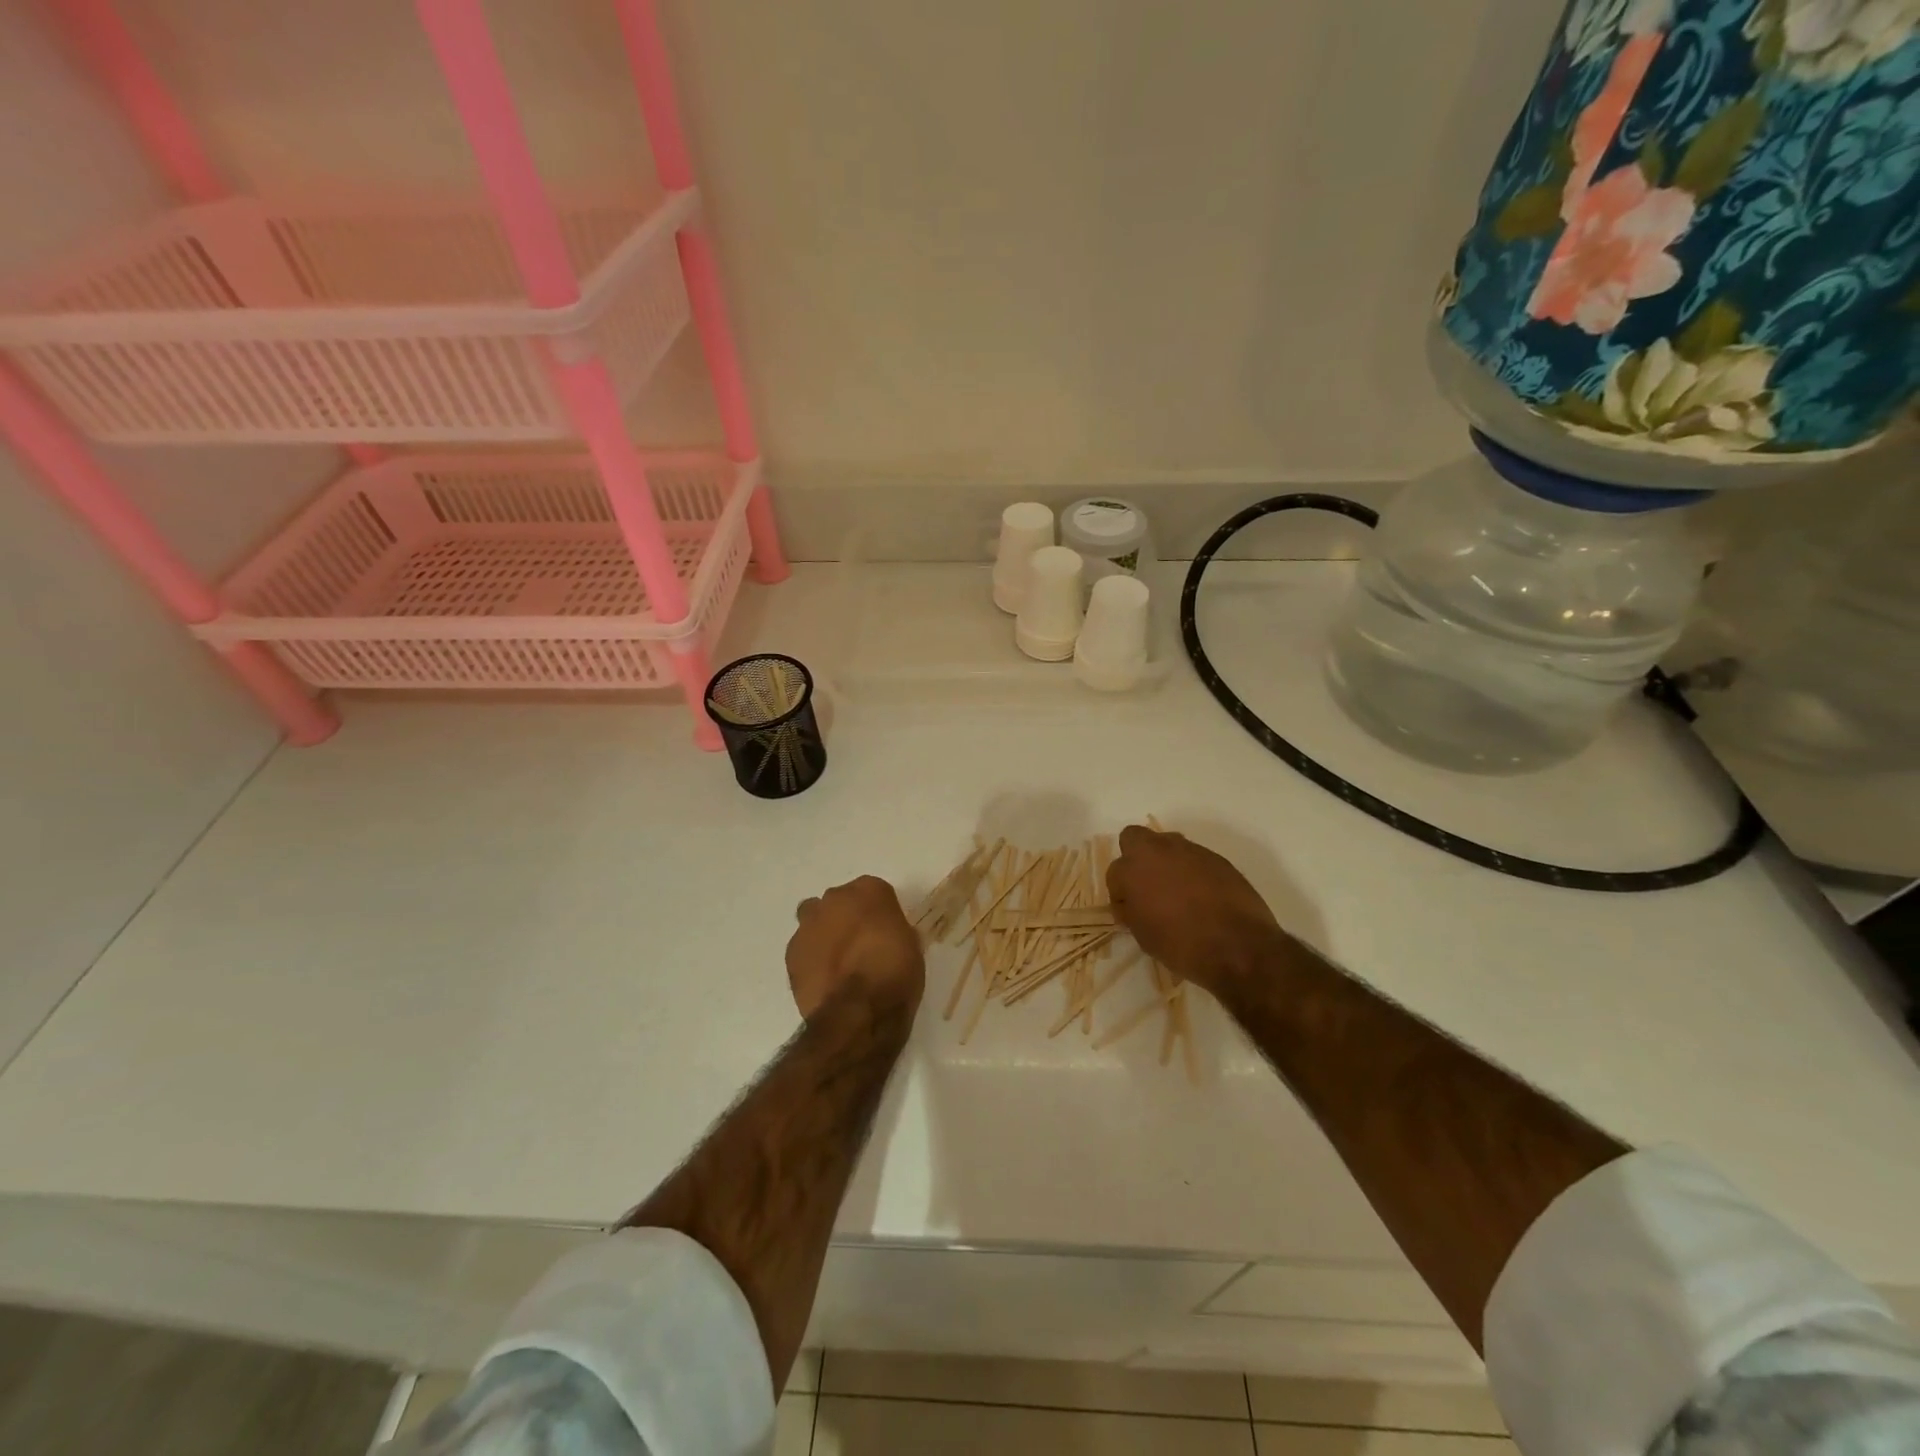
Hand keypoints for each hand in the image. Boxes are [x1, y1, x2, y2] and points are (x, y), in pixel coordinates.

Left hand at [787, 876, 925, 1023]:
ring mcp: (808, 925)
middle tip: (860, 946)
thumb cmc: (895, 975)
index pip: (874, 892)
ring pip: (814, 921)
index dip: (879, 913)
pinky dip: (811, 960)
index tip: (885, 933)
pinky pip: (803, 949)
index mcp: (870, 890)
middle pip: (839, 902)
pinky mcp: (791, 953)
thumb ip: (894, 932)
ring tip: (838, 964)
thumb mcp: (912, 948)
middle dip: (846, 918)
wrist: (857, 1012)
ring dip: (824, 934)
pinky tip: (824, 980)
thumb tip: (887, 938)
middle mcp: (835, 899)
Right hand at [1106, 826, 1289, 996]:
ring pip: (1167, 845)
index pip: (1114, 872)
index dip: (1120, 893)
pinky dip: (1192, 871)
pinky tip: (1202, 896)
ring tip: (1177, 892)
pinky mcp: (1217, 858)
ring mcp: (1191, 850)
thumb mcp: (1144, 934)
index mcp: (1134, 868)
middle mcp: (1159, 850)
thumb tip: (1132, 903)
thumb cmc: (1182, 944)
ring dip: (1165, 862)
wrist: (1239, 947)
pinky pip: (1194, 858)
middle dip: (1135, 858)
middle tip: (1146, 886)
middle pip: (1134, 838)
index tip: (1130, 911)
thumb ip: (1132, 910)